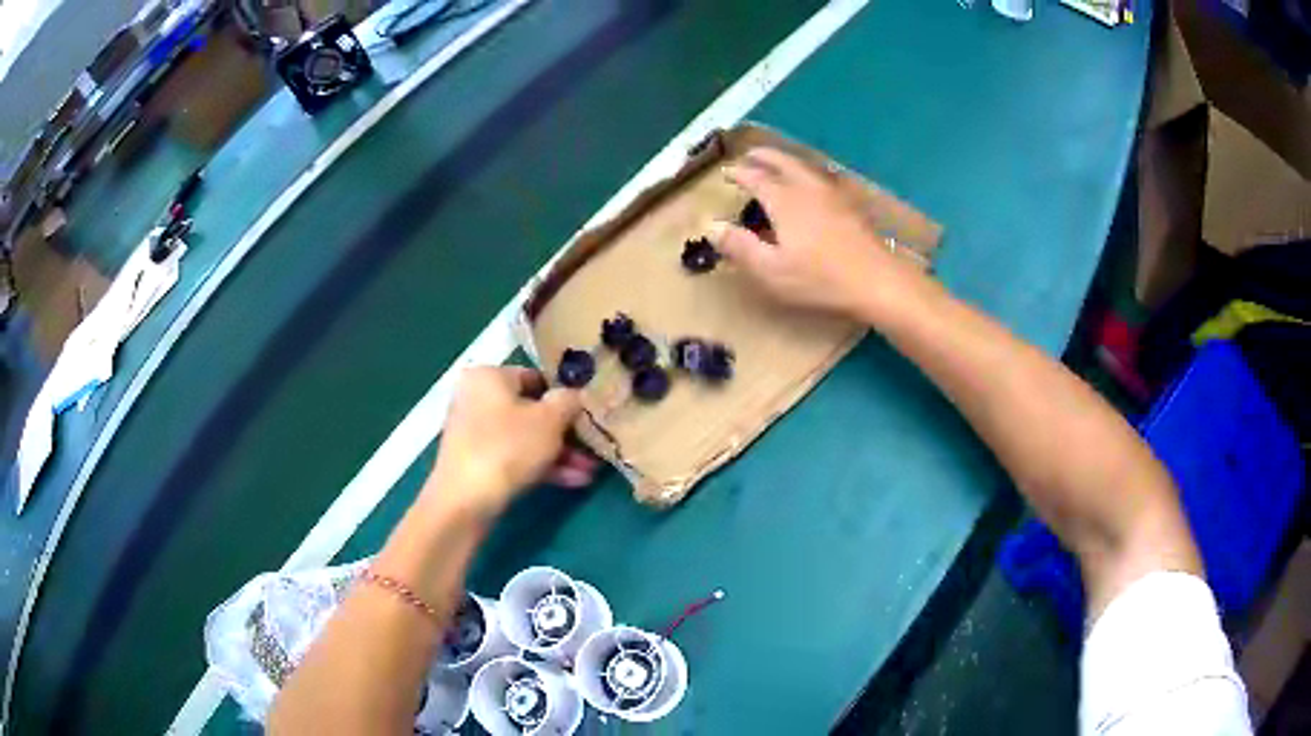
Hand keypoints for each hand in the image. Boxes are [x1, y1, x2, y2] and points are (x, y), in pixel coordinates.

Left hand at [424, 366, 596, 519]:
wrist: (465, 501)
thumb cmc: (507, 448)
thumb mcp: (550, 420)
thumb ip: (568, 401)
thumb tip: (574, 395)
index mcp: (488, 376)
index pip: (535, 377)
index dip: (565, 395)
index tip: (588, 413)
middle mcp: (476, 398)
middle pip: (530, 410)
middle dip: (565, 432)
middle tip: (593, 445)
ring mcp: (473, 432)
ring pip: (525, 437)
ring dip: (558, 453)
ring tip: (589, 470)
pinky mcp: (475, 462)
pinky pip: (513, 457)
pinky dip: (540, 466)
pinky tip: (573, 481)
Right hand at [710, 147, 931, 323]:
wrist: (878, 282)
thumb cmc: (821, 279)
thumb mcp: (771, 270)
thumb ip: (739, 246)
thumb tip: (711, 225)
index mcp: (784, 199)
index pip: (755, 177)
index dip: (738, 173)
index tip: (725, 172)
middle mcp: (807, 187)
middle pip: (782, 162)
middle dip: (763, 156)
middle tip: (749, 155)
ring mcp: (833, 193)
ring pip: (804, 166)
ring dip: (786, 160)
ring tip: (776, 163)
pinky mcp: (851, 205)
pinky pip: (822, 176)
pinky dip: (807, 171)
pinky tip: (812, 184)